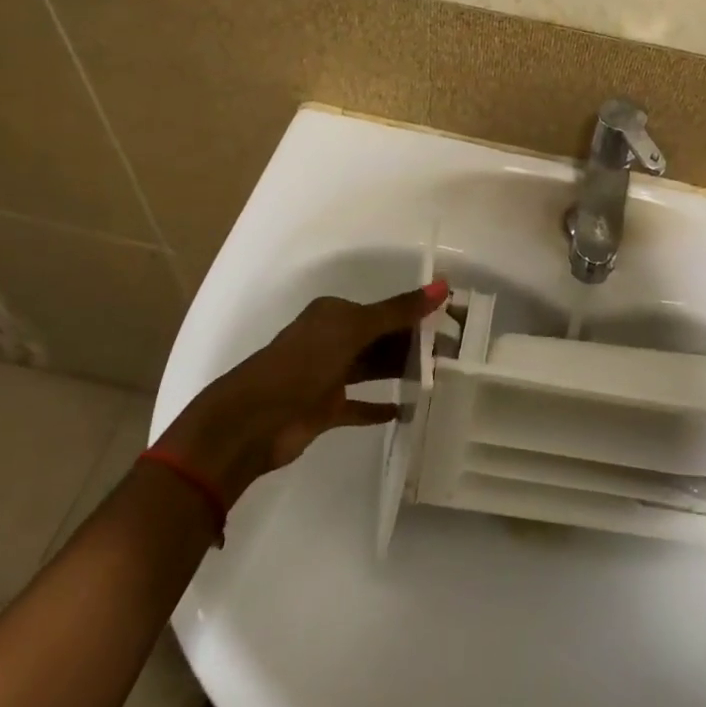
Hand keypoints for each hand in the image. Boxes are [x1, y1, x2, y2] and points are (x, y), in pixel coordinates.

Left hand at [155, 281, 447, 499]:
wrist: (253, 421)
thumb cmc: (303, 364)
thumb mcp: (354, 330)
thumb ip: (398, 311)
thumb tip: (443, 285)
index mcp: (334, 315)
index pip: (383, 310)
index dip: (415, 316)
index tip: (450, 325)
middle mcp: (330, 340)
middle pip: (379, 339)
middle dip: (411, 345)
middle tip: (452, 355)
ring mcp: (326, 376)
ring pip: (372, 369)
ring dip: (399, 372)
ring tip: (438, 377)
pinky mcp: (324, 409)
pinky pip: (359, 405)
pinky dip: (379, 407)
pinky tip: (406, 410)